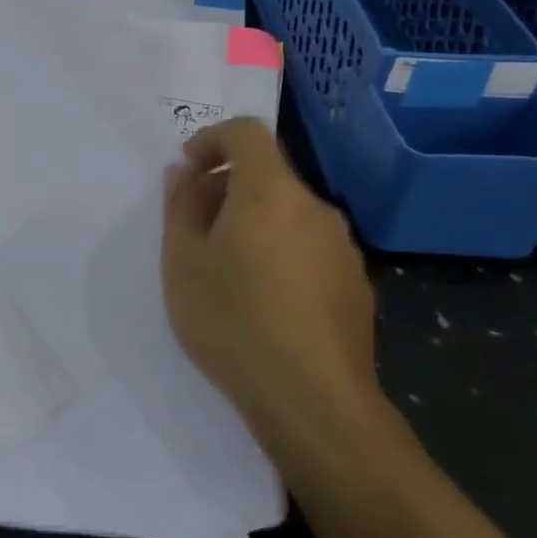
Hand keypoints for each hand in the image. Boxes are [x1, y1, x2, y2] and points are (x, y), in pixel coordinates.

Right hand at [162, 118, 379, 464]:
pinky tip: (265, 299)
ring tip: (227, 267)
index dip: (211, 139)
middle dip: (227, 185)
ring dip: (254, 220)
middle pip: (268, 173)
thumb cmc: (234, 320)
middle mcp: (314, 208)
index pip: (246, 132)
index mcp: (271, 192)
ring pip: (289, 212)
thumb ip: (180, 205)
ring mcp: (342, 248)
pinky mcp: (357, 286)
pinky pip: (309, 246)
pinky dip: (281, 250)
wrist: (315, 405)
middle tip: (196, 226)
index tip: (187, 171)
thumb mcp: (183, 260)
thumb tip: (184, 174)